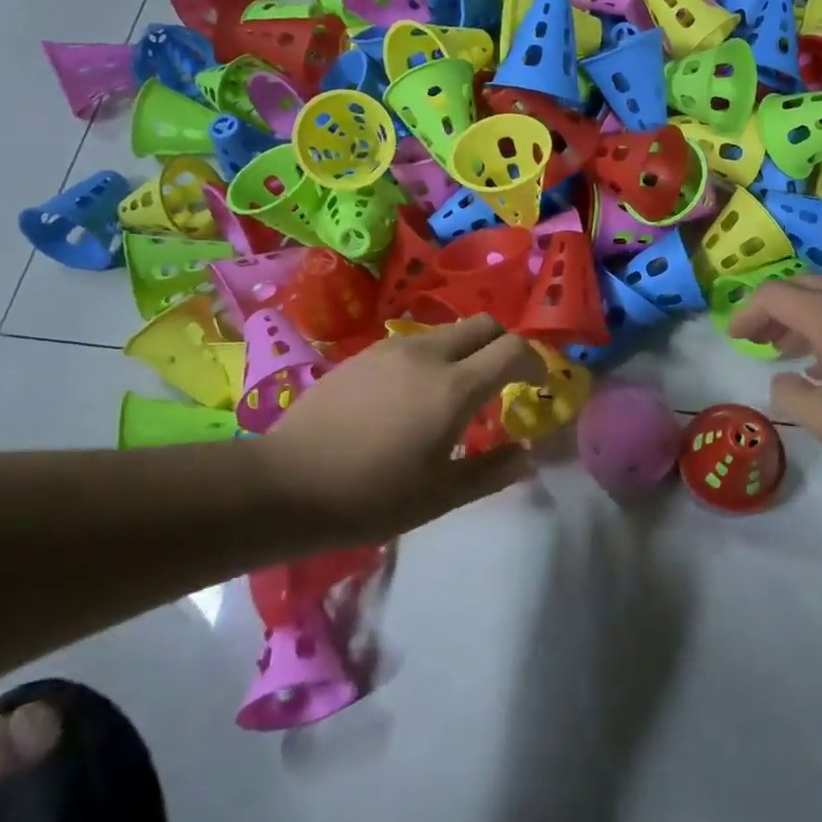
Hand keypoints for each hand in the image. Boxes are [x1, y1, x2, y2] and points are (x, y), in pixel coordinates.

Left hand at [253, 315, 544, 540]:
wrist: (286, 484)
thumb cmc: (371, 496)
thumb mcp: (440, 495)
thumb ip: (492, 471)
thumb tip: (527, 455)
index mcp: (454, 387)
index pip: (512, 349)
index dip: (534, 362)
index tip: (535, 384)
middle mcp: (427, 354)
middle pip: (484, 324)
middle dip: (503, 346)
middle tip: (501, 382)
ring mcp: (391, 349)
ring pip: (447, 332)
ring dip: (466, 352)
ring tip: (453, 394)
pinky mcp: (363, 354)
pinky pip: (414, 343)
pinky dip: (432, 358)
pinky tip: (411, 397)